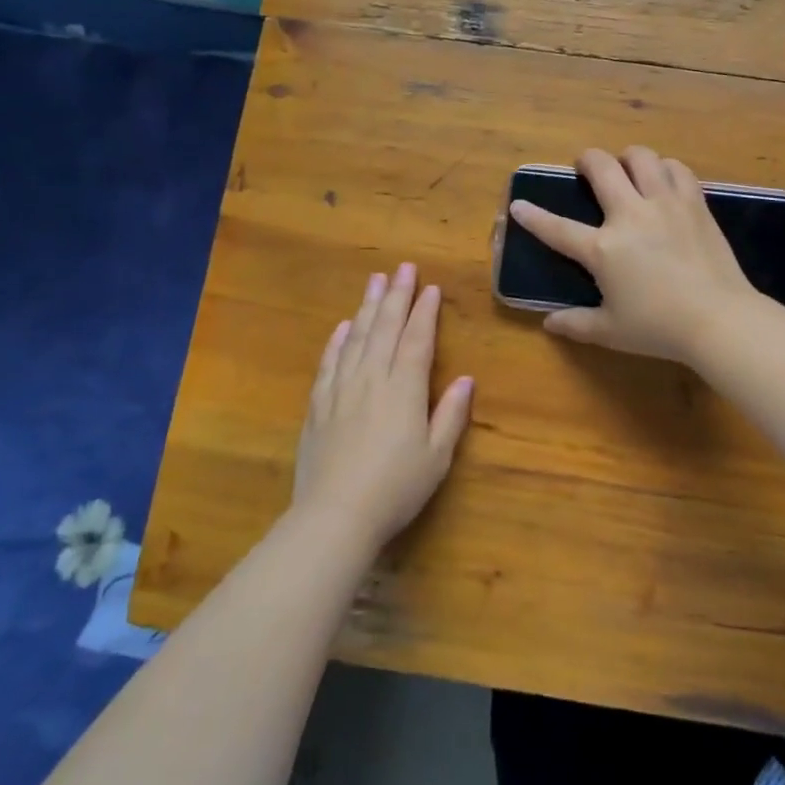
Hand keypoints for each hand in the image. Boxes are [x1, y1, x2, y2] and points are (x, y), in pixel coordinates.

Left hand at [291, 263, 473, 554]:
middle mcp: (372, 379)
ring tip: (374, 281)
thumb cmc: (395, 489)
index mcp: (404, 390)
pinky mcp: (318, 406)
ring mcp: (341, 390)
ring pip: (356, 338)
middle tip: (402, 267)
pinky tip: (343, 326)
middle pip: (384, 328)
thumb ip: (450, 415)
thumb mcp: (437, 457)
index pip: (416, 340)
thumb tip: (466, 379)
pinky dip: (337, 340)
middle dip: (396, 296)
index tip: (430, 287)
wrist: (334, 516)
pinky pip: (329, 363)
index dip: (424, 312)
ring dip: (367, 307)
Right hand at [509, 146, 758, 363]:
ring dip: (628, 158)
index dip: (533, 216)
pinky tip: (664, 181)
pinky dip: (665, 168)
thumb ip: (576, 324)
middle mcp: (631, 215)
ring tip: (628, 171)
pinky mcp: (695, 204)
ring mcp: (665, 204)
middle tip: (585, 168)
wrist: (719, 319)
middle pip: (602, 167)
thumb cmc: (659, 328)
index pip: (558, 228)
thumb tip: (549, 323)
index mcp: (603, 249)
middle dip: (587, 160)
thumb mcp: (611, 332)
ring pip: (642, 157)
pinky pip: (677, 169)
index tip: (518, 204)